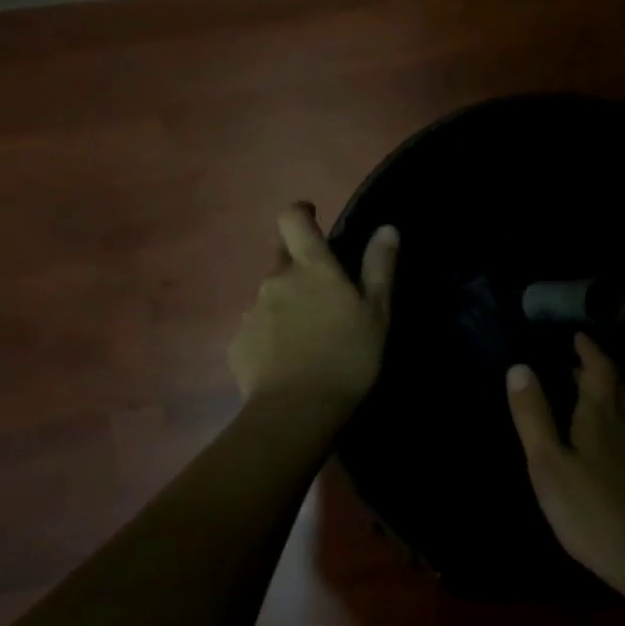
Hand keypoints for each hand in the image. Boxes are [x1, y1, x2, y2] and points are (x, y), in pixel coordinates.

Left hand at [229, 205, 397, 422]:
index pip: (293, 219)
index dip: (300, 212)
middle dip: (300, 268)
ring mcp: (251, 312)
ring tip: (308, 336)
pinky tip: (287, 360)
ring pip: (270, 296)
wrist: (295, 412)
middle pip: (283, 259)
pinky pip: (257, 328)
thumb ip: (379, 267)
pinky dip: (271, 335)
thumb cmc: (346, 357)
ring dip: (286, 305)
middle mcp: (275, 280)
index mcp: (311, 268)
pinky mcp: (237, 343)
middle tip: (324, 295)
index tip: (312, 217)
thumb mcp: (376, 312)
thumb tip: (387, 228)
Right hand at [506, 333, 624, 596]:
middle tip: (575, 363)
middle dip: (596, 370)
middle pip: (616, 385)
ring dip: (608, 394)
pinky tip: (610, 439)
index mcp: (601, 413)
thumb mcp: (548, 462)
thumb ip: (533, 415)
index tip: (577, 336)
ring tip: (587, 395)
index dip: (589, 349)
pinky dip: (617, 419)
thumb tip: (519, 366)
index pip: (599, 368)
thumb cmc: (592, 507)